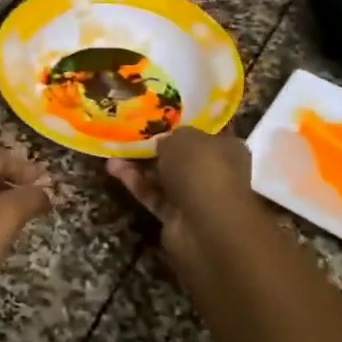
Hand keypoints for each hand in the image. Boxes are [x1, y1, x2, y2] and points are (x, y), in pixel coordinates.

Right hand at [106, 126, 260, 272]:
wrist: (206, 226)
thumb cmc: (202, 169)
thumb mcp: (183, 137)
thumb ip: (171, 135)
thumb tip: (163, 142)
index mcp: (227, 147)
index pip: (205, 132)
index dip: (183, 124)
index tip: (159, 115)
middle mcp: (215, 171)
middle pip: (181, 155)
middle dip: (156, 146)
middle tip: (131, 132)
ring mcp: (196, 196)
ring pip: (164, 176)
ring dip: (139, 164)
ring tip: (114, 150)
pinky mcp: (177, 217)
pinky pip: (154, 195)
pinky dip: (136, 183)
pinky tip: (113, 169)